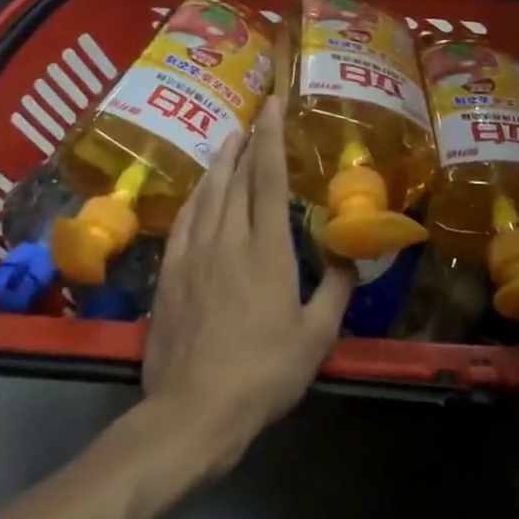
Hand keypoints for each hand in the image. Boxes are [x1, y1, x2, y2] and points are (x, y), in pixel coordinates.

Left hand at [144, 97, 354, 456]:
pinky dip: (195, 196)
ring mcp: (194, 254)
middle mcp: (229, 239)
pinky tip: (199, 189)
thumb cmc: (263, 373)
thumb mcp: (317, 337)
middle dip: (247, 142)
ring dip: (220, 162)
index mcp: (267, 249)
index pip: (269, 178)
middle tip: (254, 117)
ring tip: (229, 140)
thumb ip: (336, 288)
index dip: (271, 137)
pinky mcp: (170, 274)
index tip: (272, 106)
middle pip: (237, 178)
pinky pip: (184, 220)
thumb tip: (348, 252)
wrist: (192, 413)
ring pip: (208, 193)